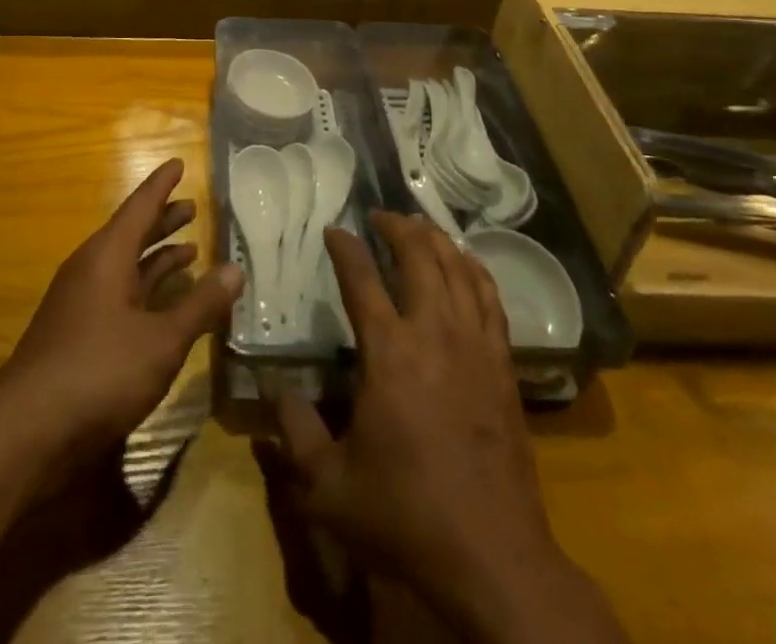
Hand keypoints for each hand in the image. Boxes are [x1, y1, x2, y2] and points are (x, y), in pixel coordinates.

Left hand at [0, 158, 241, 467]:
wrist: (26, 432)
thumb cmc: (99, 372)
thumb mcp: (161, 340)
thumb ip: (199, 304)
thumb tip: (236, 268)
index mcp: (107, 256)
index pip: (140, 207)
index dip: (162, 185)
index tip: (179, 163)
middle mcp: (91, 270)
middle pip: (132, 234)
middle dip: (162, 220)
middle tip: (192, 206)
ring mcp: (81, 304)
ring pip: (125, 267)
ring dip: (156, 257)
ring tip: (189, 249)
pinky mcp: (78, 335)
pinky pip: (119, 295)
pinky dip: (145, 291)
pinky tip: (165, 305)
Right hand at [268, 214, 624, 643]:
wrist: (493, 559)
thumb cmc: (405, 517)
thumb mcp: (330, 487)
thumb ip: (295, 432)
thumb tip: (272, 389)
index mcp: (389, 353)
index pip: (361, 279)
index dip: (345, 248)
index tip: (333, 230)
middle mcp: (434, 334)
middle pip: (419, 257)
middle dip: (397, 227)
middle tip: (380, 216)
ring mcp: (475, 346)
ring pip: (458, 269)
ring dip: (436, 240)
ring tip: (419, 227)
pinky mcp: (503, 365)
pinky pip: (490, 298)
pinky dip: (474, 270)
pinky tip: (465, 263)